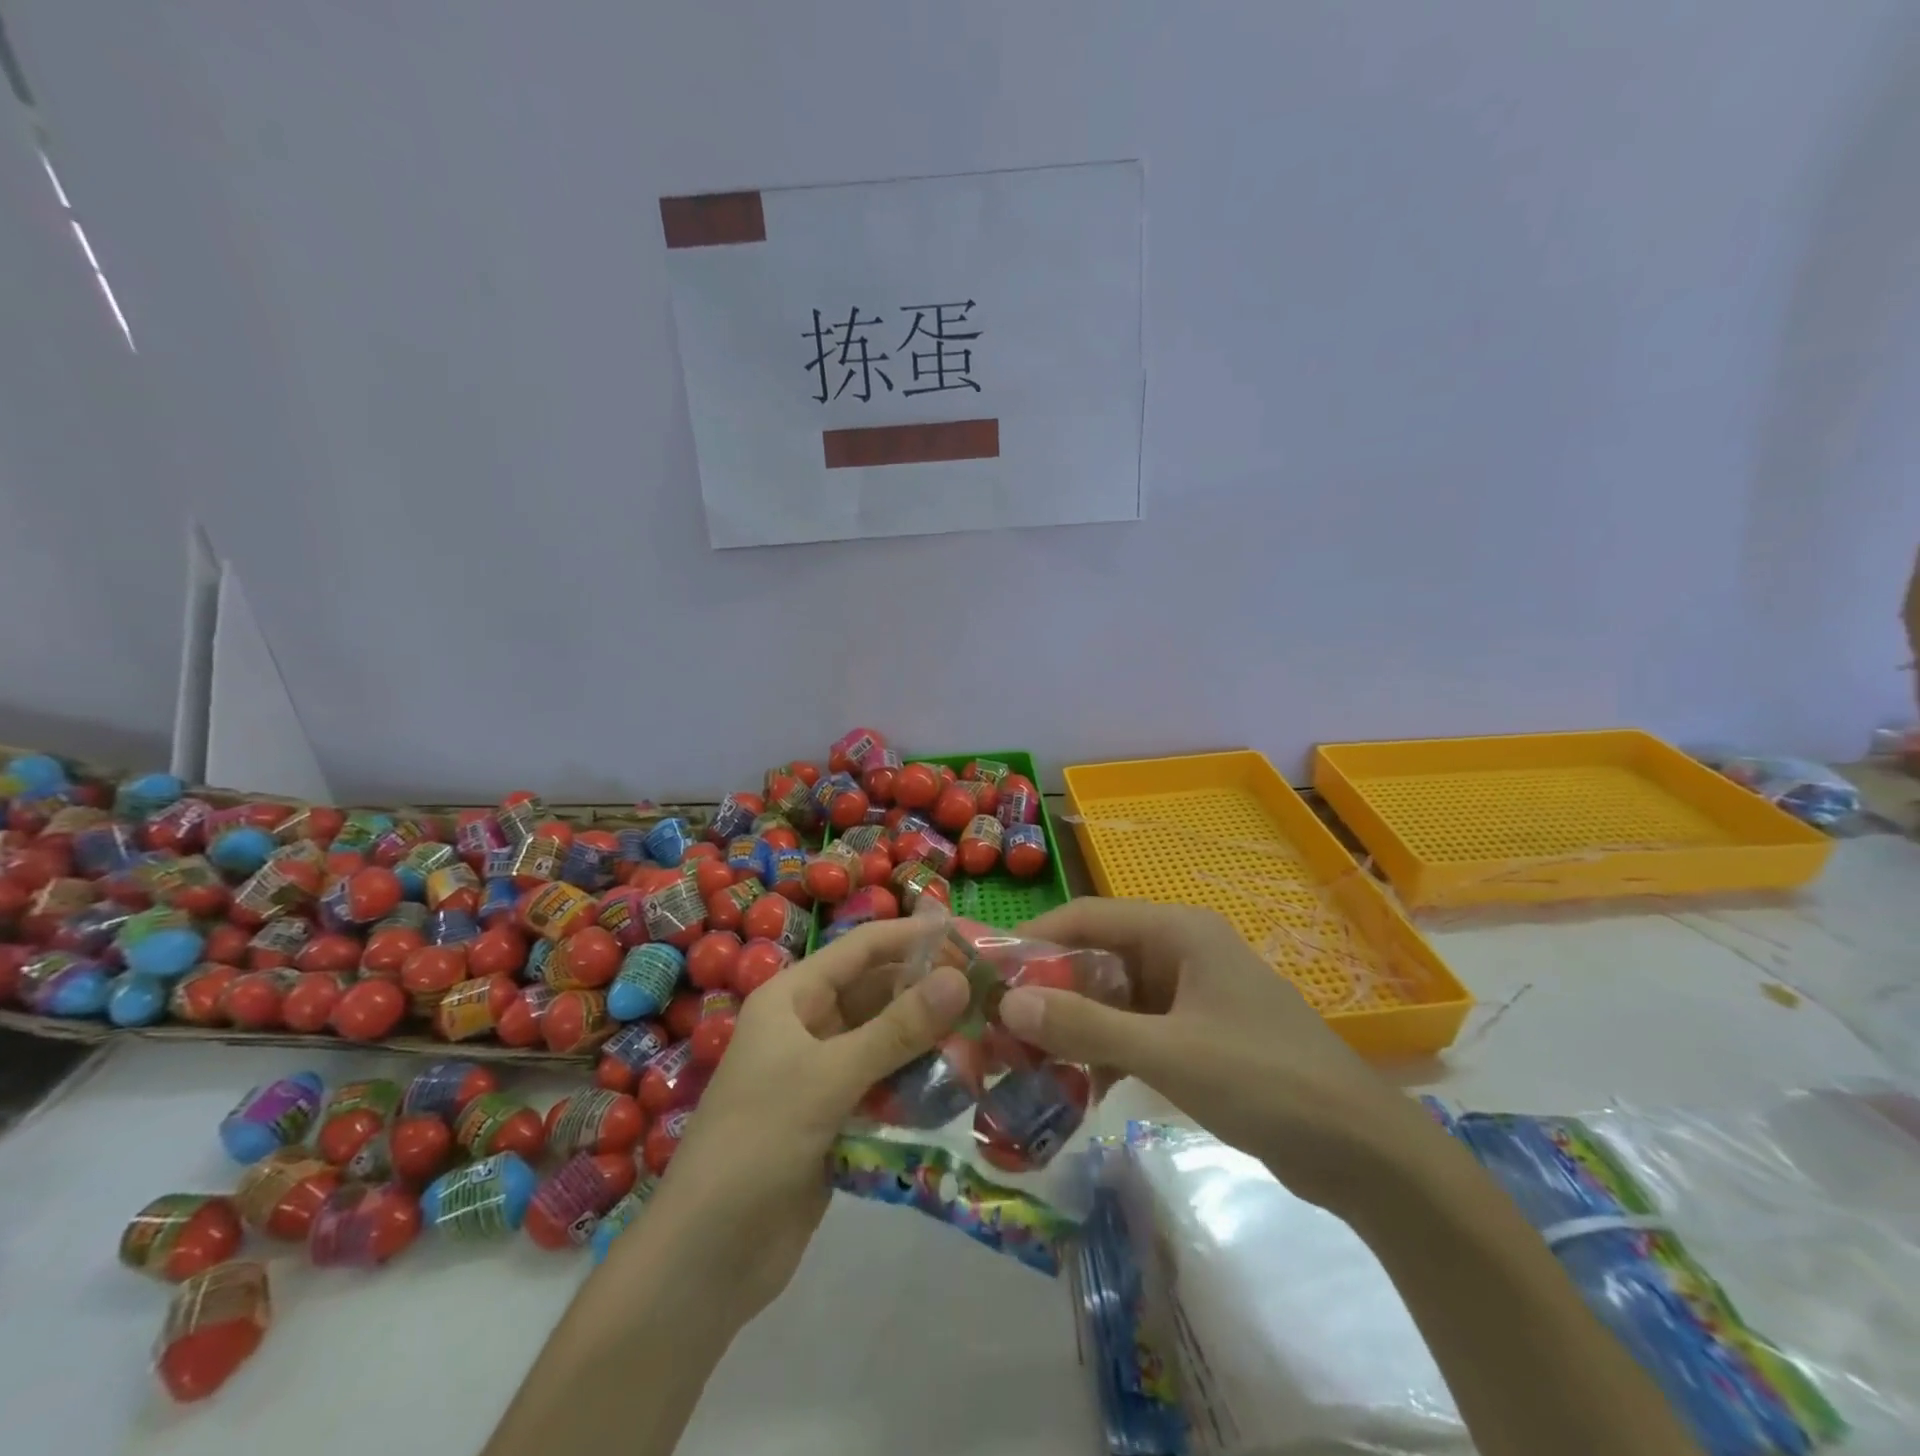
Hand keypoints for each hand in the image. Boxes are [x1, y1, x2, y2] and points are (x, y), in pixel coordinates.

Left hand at [630, 918, 970, 1321]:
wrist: (706, 1258)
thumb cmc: (758, 1143)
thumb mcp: (828, 1077)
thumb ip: (897, 1029)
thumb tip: (960, 979)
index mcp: (792, 998)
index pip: (862, 948)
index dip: (912, 937)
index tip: (969, 935)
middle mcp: (808, 1026)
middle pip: (877, 993)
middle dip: (928, 992)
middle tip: (990, 995)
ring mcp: (821, 1073)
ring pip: (885, 1040)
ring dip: (928, 1040)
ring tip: (985, 1039)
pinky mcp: (835, 1117)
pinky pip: (884, 1084)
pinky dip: (915, 1083)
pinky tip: (956, 1087)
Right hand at [1002, 899, 1421, 1209]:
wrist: (1363, 1152)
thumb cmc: (1264, 1080)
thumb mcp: (1168, 1053)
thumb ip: (1087, 1027)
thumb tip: (1007, 1004)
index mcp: (1177, 931)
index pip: (1087, 916)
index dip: (1035, 938)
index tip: (987, 970)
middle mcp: (1180, 950)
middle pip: (1097, 956)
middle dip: (1049, 990)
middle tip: (998, 1025)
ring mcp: (1191, 993)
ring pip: (1113, 997)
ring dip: (1075, 1026)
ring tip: (1026, 1060)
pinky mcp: (1198, 1033)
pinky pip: (1136, 1030)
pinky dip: (1107, 1052)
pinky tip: (1079, 1088)